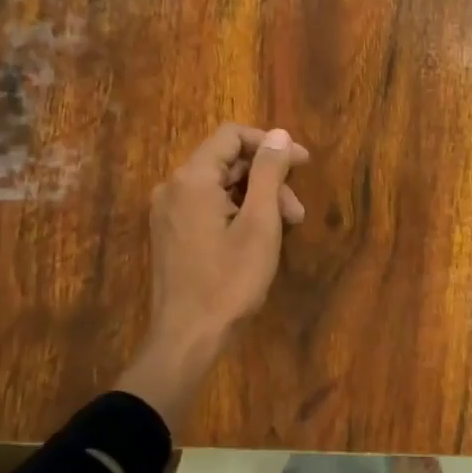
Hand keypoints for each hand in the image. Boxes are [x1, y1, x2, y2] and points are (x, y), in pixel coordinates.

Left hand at [117, 124, 308, 425]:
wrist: (188, 337)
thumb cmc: (229, 280)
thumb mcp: (260, 223)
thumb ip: (269, 173)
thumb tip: (280, 135)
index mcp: (192, 179)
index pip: (231, 136)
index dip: (270, 144)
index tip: (303, 164)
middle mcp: (173, 187)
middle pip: (227, 162)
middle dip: (268, 179)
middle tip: (297, 212)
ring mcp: (168, 212)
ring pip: (220, 186)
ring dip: (257, 199)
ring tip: (286, 228)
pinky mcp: (171, 233)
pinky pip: (208, 206)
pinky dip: (237, 212)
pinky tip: (259, 238)